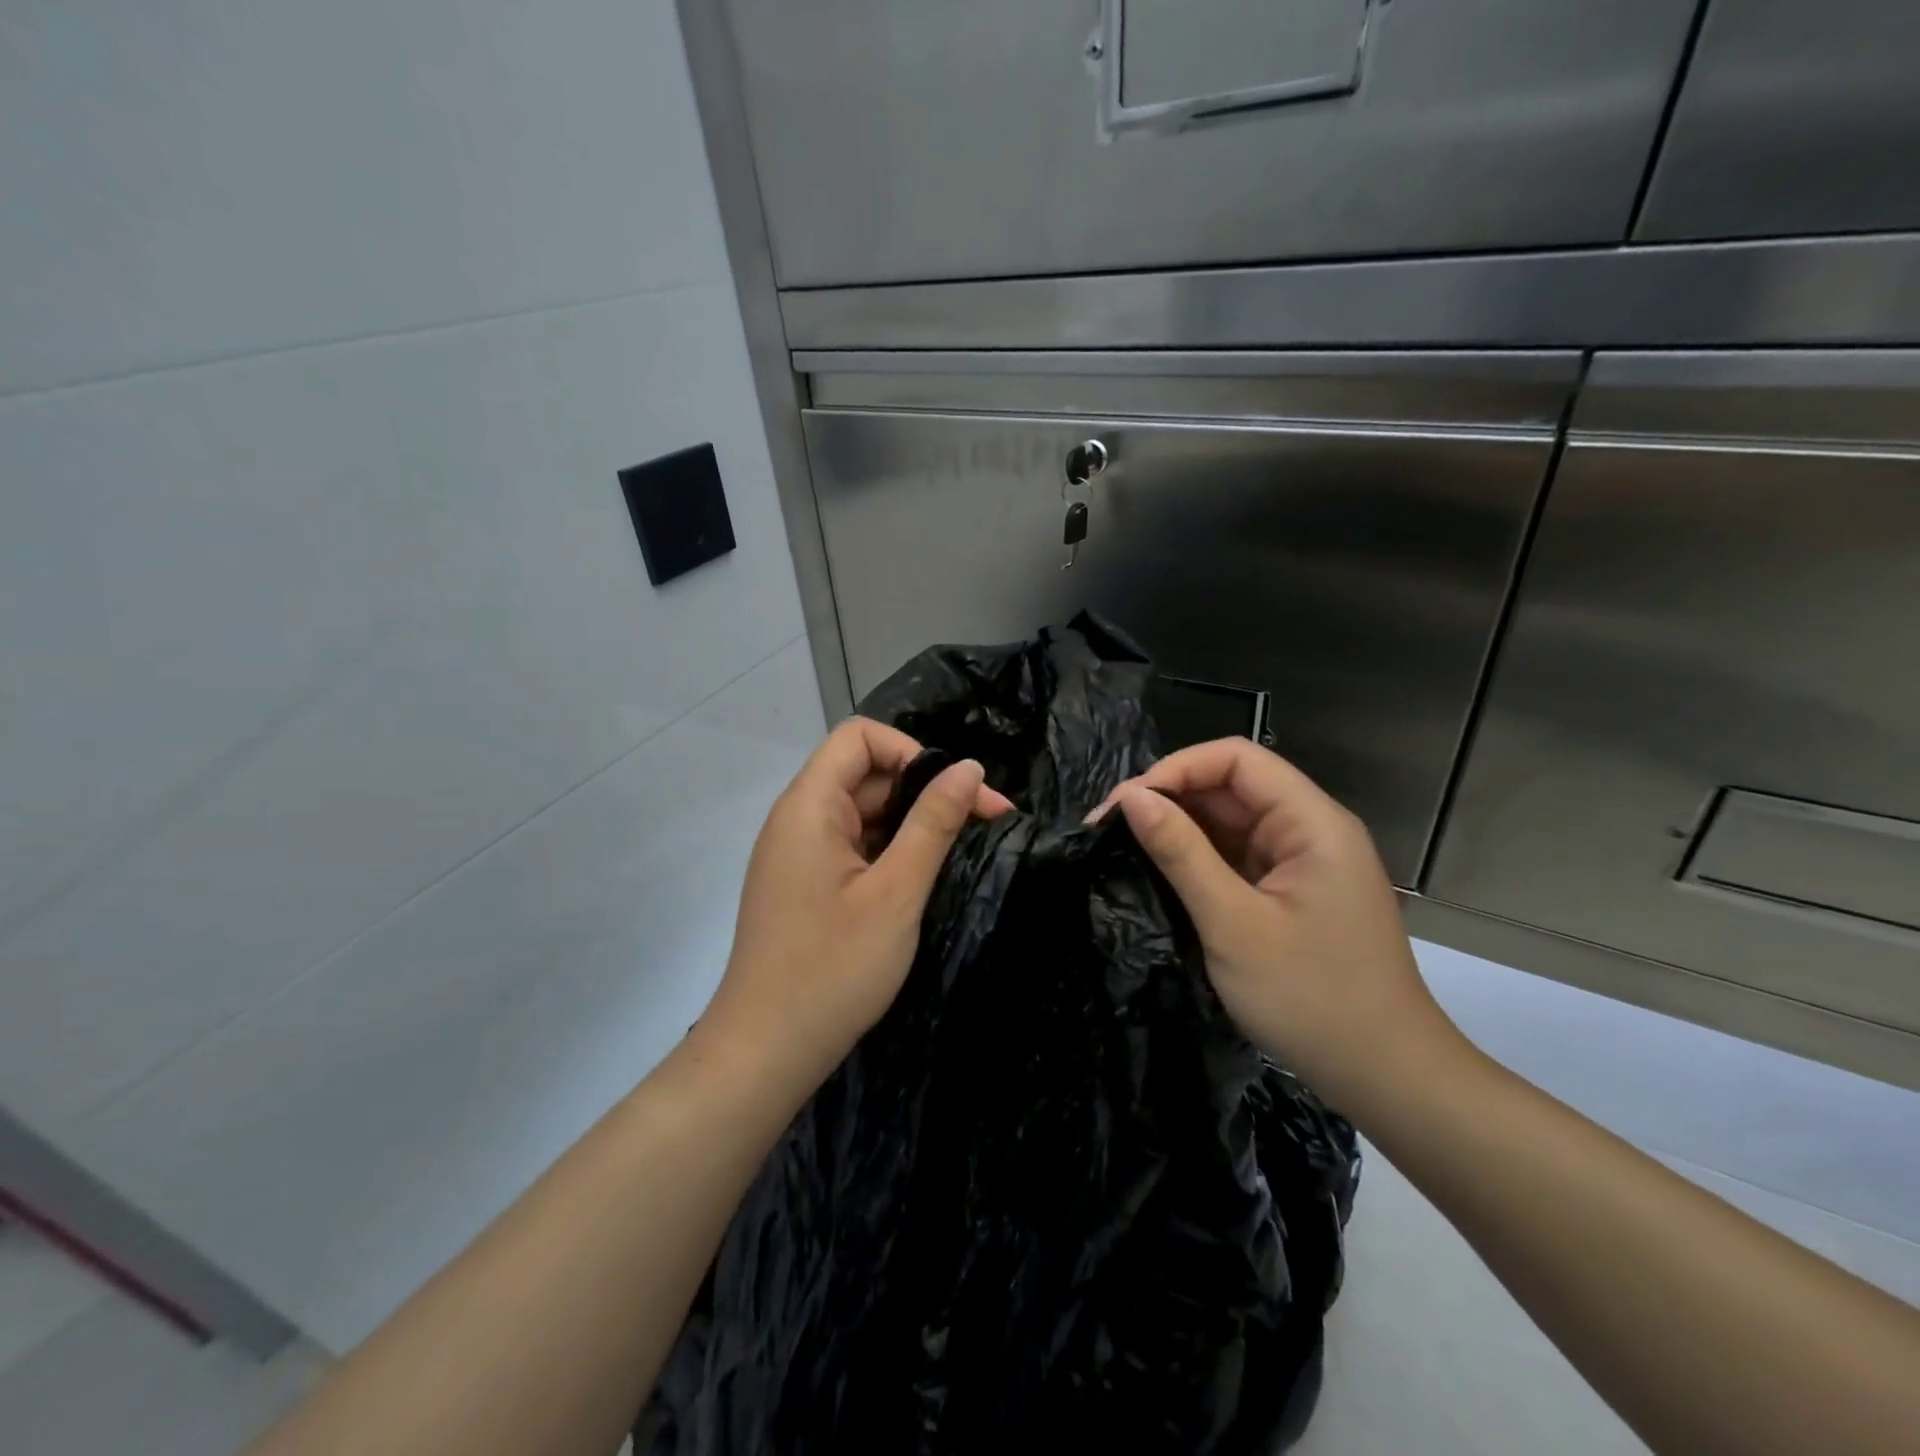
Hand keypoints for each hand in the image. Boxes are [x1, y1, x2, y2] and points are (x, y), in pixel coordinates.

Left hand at [700, 717, 1013, 1088]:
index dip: (912, 751)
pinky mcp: (805, 884)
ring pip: (864, 812)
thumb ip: (933, 823)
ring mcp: (799, 853)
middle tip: (986, 823)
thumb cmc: (833, 969)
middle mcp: (797, 819)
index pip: (860, 737)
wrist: (766, 1051)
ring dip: (913, 824)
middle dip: (926, 790)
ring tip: (962, 852)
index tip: (953, 793)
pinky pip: (853, 845)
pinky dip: (891, 851)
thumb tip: (967, 767)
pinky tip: (924, 878)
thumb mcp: (897, 892)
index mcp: (809, 806)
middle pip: (866, 774)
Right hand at [1093, 739, 1466, 1109]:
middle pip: (1232, 786)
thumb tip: (1131, 798)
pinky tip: (1159, 871)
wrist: (1385, 1077)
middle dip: (1169, 798)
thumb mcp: (1233, 923)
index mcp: (1312, 823)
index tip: (1126, 803)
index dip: (1176, 768)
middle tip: (1108, 827)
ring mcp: (1302, 862)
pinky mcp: (1292, 892)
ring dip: (1178, 829)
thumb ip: (1181, 853)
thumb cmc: (1311, 998)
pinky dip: (1198, 859)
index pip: (1237, 758)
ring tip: (1123, 846)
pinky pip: (1238, 856)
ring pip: (1231, 822)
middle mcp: (1311, 830)